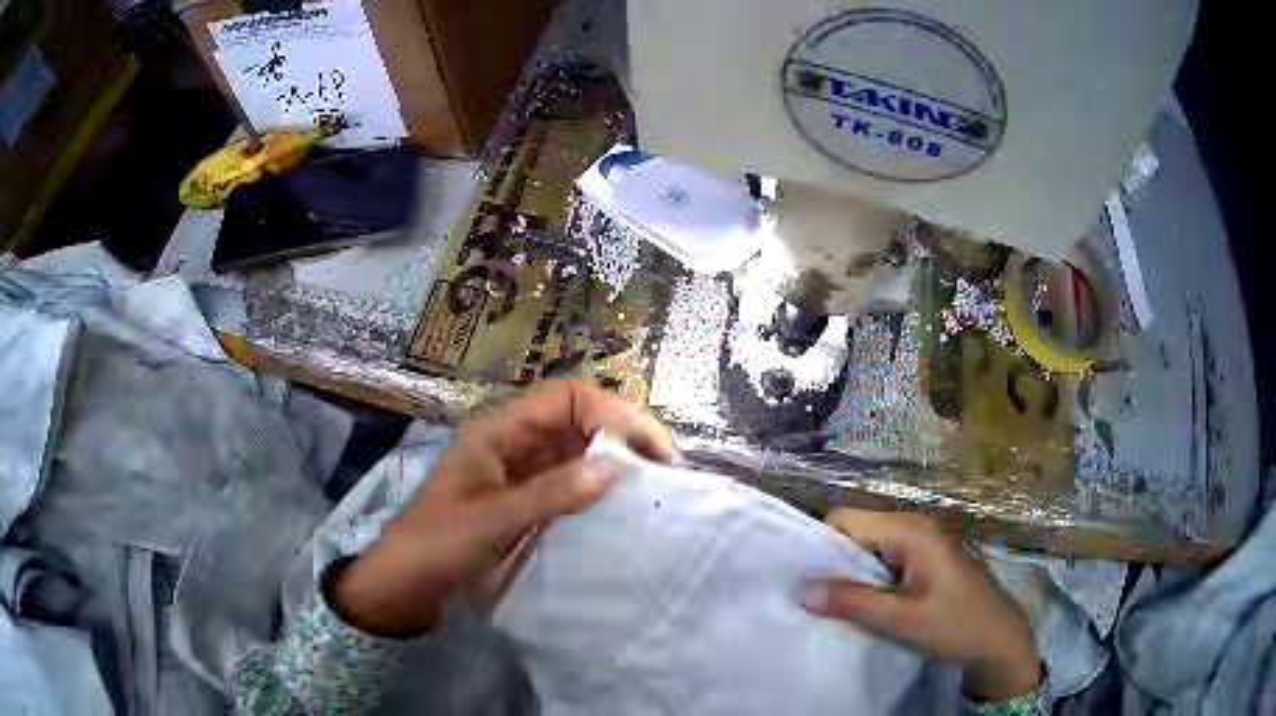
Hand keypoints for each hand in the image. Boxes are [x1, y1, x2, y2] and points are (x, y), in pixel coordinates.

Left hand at [331, 380, 672, 636]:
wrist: (408, 584)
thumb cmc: (439, 543)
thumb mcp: (492, 519)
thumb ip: (551, 494)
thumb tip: (615, 468)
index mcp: (498, 429)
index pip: (566, 399)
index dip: (612, 413)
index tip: (651, 446)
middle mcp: (513, 440)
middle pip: (577, 419)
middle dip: (622, 432)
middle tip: (666, 464)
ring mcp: (521, 470)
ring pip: (578, 449)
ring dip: (615, 458)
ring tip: (656, 479)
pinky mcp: (526, 497)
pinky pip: (570, 480)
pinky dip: (598, 484)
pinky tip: (622, 499)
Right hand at [800, 509, 1041, 702]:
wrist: (999, 638)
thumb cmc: (957, 625)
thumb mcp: (902, 620)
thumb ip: (854, 602)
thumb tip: (801, 590)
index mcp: (911, 530)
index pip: (846, 520)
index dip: (822, 548)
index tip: (809, 584)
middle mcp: (915, 525)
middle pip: (856, 531)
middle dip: (836, 564)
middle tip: (822, 602)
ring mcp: (923, 540)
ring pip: (869, 547)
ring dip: (853, 575)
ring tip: (842, 607)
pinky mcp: (926, 557)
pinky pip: (885, 559)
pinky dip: (870, 580)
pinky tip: (869, 605)